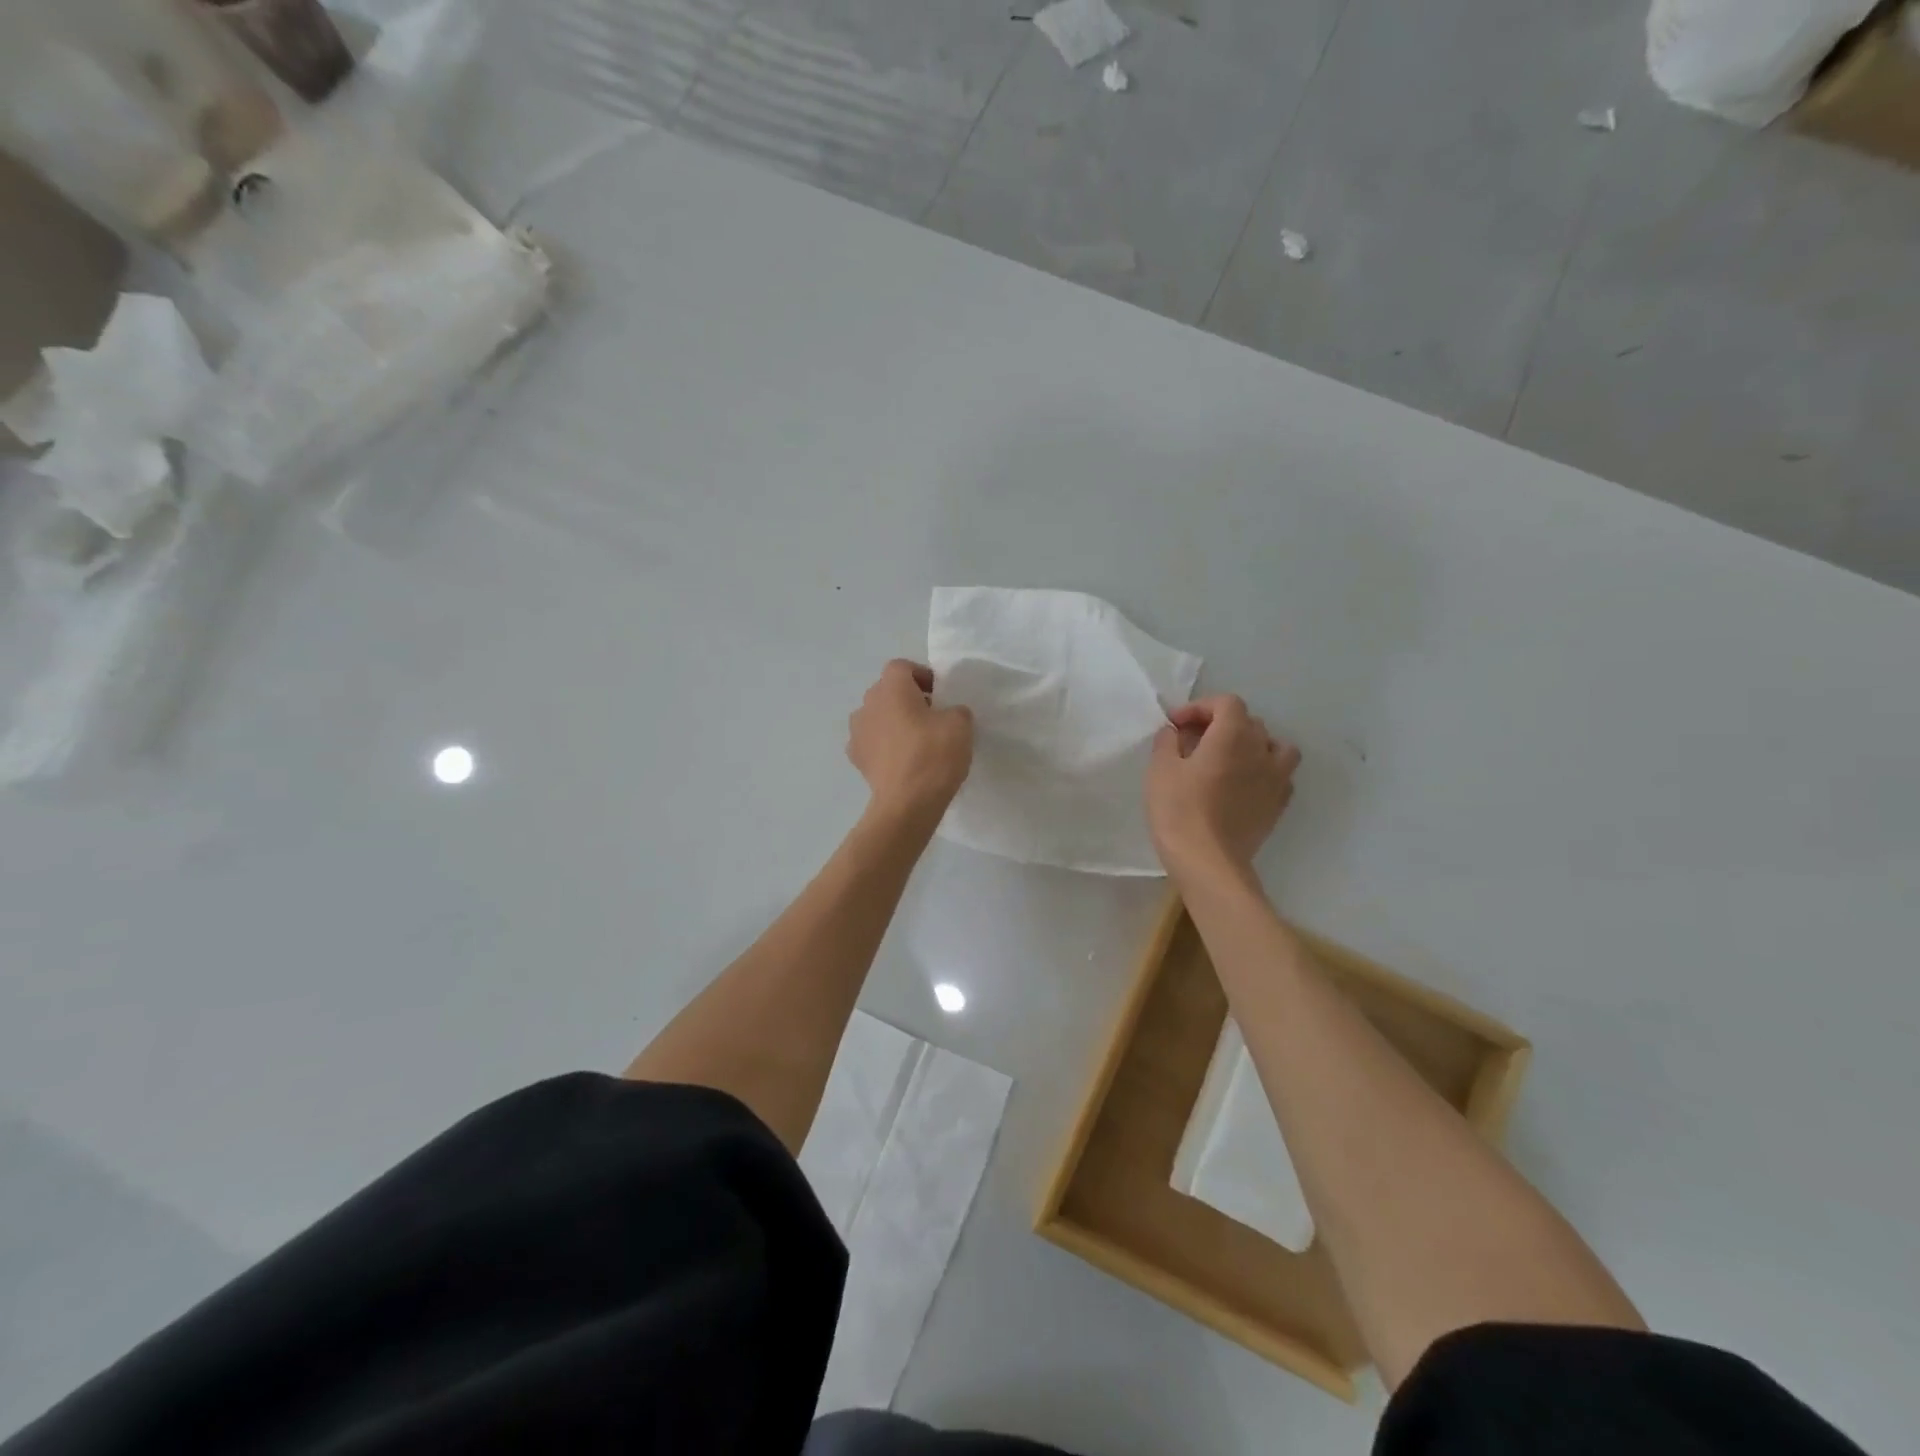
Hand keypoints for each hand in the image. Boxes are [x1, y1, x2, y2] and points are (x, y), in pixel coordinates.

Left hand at [847, 660, 973, 818]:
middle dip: (907, 699)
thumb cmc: (934, 754)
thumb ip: (955, 710)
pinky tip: (901, 761)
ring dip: (894, 722)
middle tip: (931, 717)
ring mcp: (857, 732)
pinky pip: (872, 742)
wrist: (907, 803)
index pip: (902, 667)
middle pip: (887, 691)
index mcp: (891, 688)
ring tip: (916, 741)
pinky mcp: (856, 758)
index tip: (939, 694)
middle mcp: (868, 703)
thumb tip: (947, 714)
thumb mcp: (960, 725)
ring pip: (878, 716)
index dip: (922, 676)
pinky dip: (884, 746)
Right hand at [1146, 695, 1299, 882]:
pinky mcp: (1279, 804)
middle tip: (1193, 741)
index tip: (1176, 725)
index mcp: (1233, 735)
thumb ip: (1167, 742)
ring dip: (1252, 745)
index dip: (1200, 708)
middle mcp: (1261, 750)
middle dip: (1221, 724)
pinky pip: (1280, 775)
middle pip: (1249, 722)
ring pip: (1275, 746)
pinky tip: (1243, 784)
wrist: (1208, 861)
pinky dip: (1264, 771)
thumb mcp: (1160, 770)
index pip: (1226, 703)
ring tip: (1229, 759)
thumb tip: (1175, 732)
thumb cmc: (1179, 810)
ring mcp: (1276, 778)